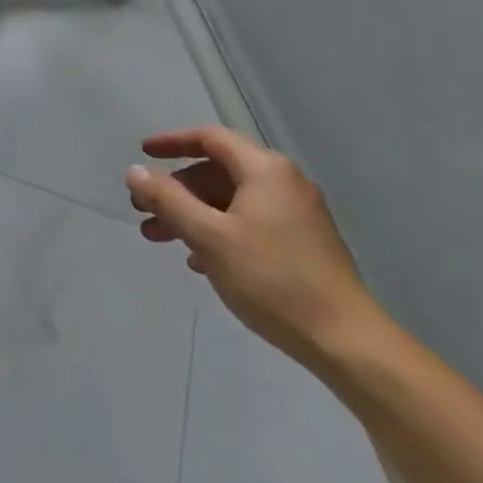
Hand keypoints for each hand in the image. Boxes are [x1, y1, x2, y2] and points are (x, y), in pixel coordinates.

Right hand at [126, 126, 380, 366]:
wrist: (348, 343)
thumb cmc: (272, 279)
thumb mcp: (208, 236)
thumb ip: (167, 199)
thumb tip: (135, 172)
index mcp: (265, 170)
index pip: (210, 138)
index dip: (172, 142)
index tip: (142, 153)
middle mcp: (284, 184)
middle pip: (217, 171)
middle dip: (175, 189)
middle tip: (143, 209)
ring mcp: (297, 215)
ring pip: (230, 201)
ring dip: (191, 214)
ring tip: (159, 238)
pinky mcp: (303, 245)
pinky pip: (248, 223)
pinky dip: (217, 231)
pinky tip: (199, 261)